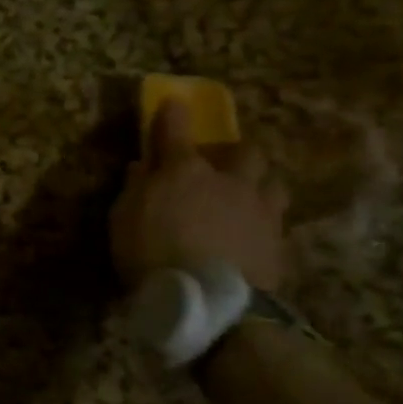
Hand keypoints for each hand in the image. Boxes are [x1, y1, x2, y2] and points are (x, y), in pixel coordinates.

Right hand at [110, 99, 289, 291]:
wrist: (209, 301)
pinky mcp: (279, 243)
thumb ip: (135, 189)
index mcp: (185, 171)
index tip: (173, 102)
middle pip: (245, 152)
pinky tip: (252, 236)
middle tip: (221, 164)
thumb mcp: (123, 219)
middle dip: (233, 153)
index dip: (173, 114)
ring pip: (273, 183)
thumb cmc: (151, 253)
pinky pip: (275, 222)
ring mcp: (260, 211)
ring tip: (246, 199)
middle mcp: (230, 181)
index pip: (176, 131)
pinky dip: (263, 223)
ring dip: (259, 185)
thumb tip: (143, 167)